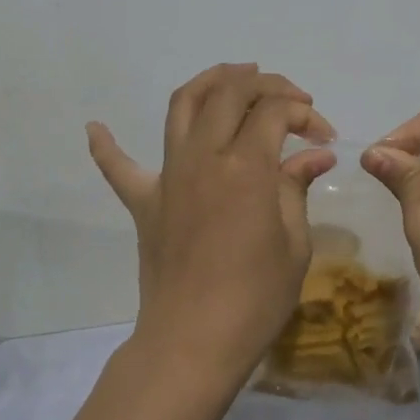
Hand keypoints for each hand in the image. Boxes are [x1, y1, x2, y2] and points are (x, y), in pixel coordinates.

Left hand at [88, 63, 335, 382]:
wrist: (192, 344)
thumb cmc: (255, 298)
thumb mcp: (293, 243)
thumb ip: (297, 186)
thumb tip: (316, 154)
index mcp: (246, 166)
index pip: (275, 111)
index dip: (303, 111)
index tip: (323, 134)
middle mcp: (204, 156)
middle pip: (231, 92)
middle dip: (266, 84)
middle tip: (291, 99)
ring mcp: (169, 175)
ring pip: (183, 104)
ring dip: (210, 81)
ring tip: (234, 76)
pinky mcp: (144, 201)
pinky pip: (118, 167)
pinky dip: (107, 145)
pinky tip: (95, 126)